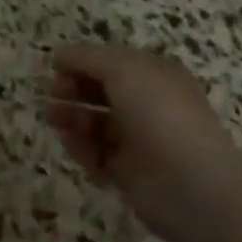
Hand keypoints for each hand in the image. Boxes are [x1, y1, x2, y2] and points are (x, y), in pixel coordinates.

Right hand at [45, 43, 241, 233]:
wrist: (192, 187)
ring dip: (72, 117)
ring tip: (50, 117)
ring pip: (98, 124)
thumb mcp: (122, 68)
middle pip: (103, 91)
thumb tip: (60, 54)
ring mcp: (141, 141)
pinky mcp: (131, 174)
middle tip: (50, 91)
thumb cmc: (159, 113)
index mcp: (155, 75)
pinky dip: (82, 148)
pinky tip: (68, 142)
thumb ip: (86, 57)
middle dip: (74, 88)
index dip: (83, 61)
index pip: (112, 62)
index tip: (55, 65)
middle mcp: (149, 105)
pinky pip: (99, 155)